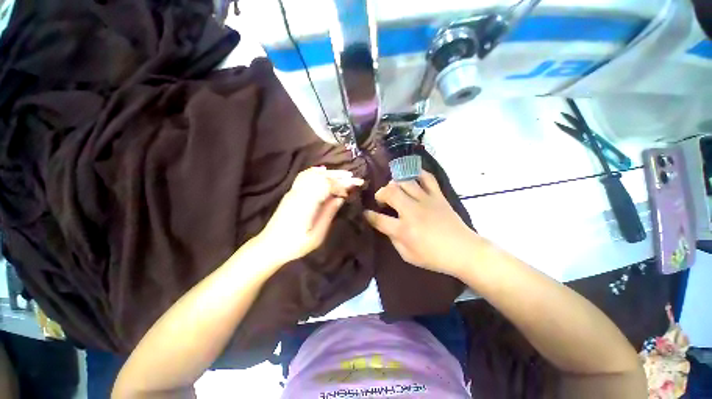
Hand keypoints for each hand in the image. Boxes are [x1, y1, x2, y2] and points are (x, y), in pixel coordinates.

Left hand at [255, 167, 363, 265]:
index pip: (327, 185)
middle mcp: (299, 192)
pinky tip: (323, 171)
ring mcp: (293, 191)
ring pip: (313, 174)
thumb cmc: (295, 244)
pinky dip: (316, 172)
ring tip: (344, 174)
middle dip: (339, 176)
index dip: (343, 184)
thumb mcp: (317, 234)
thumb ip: (329, 213)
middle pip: (321, 177)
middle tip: (354, 178)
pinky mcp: (291, 193)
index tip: (356, 185)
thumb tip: (341, 198)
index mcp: (306, 203)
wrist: (270, 246)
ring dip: (330, 173)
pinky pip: (304, 176)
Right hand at [364, 171, 480, 277]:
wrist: (464, 251)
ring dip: (395, 184)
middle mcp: (412, 211)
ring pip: (404, 182)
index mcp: (404, 230)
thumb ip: (393, 239)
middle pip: (390, 192)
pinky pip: (427, 178)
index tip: (365, 213)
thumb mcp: (408, 255)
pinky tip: (412, 177)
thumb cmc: (434, 257)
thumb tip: (386, 225)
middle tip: (382, 200)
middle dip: (380, 193)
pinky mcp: (438, 195)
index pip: (378, 219)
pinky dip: (418, 174)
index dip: (368, 215)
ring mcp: (426, 200)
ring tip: (395, 190)